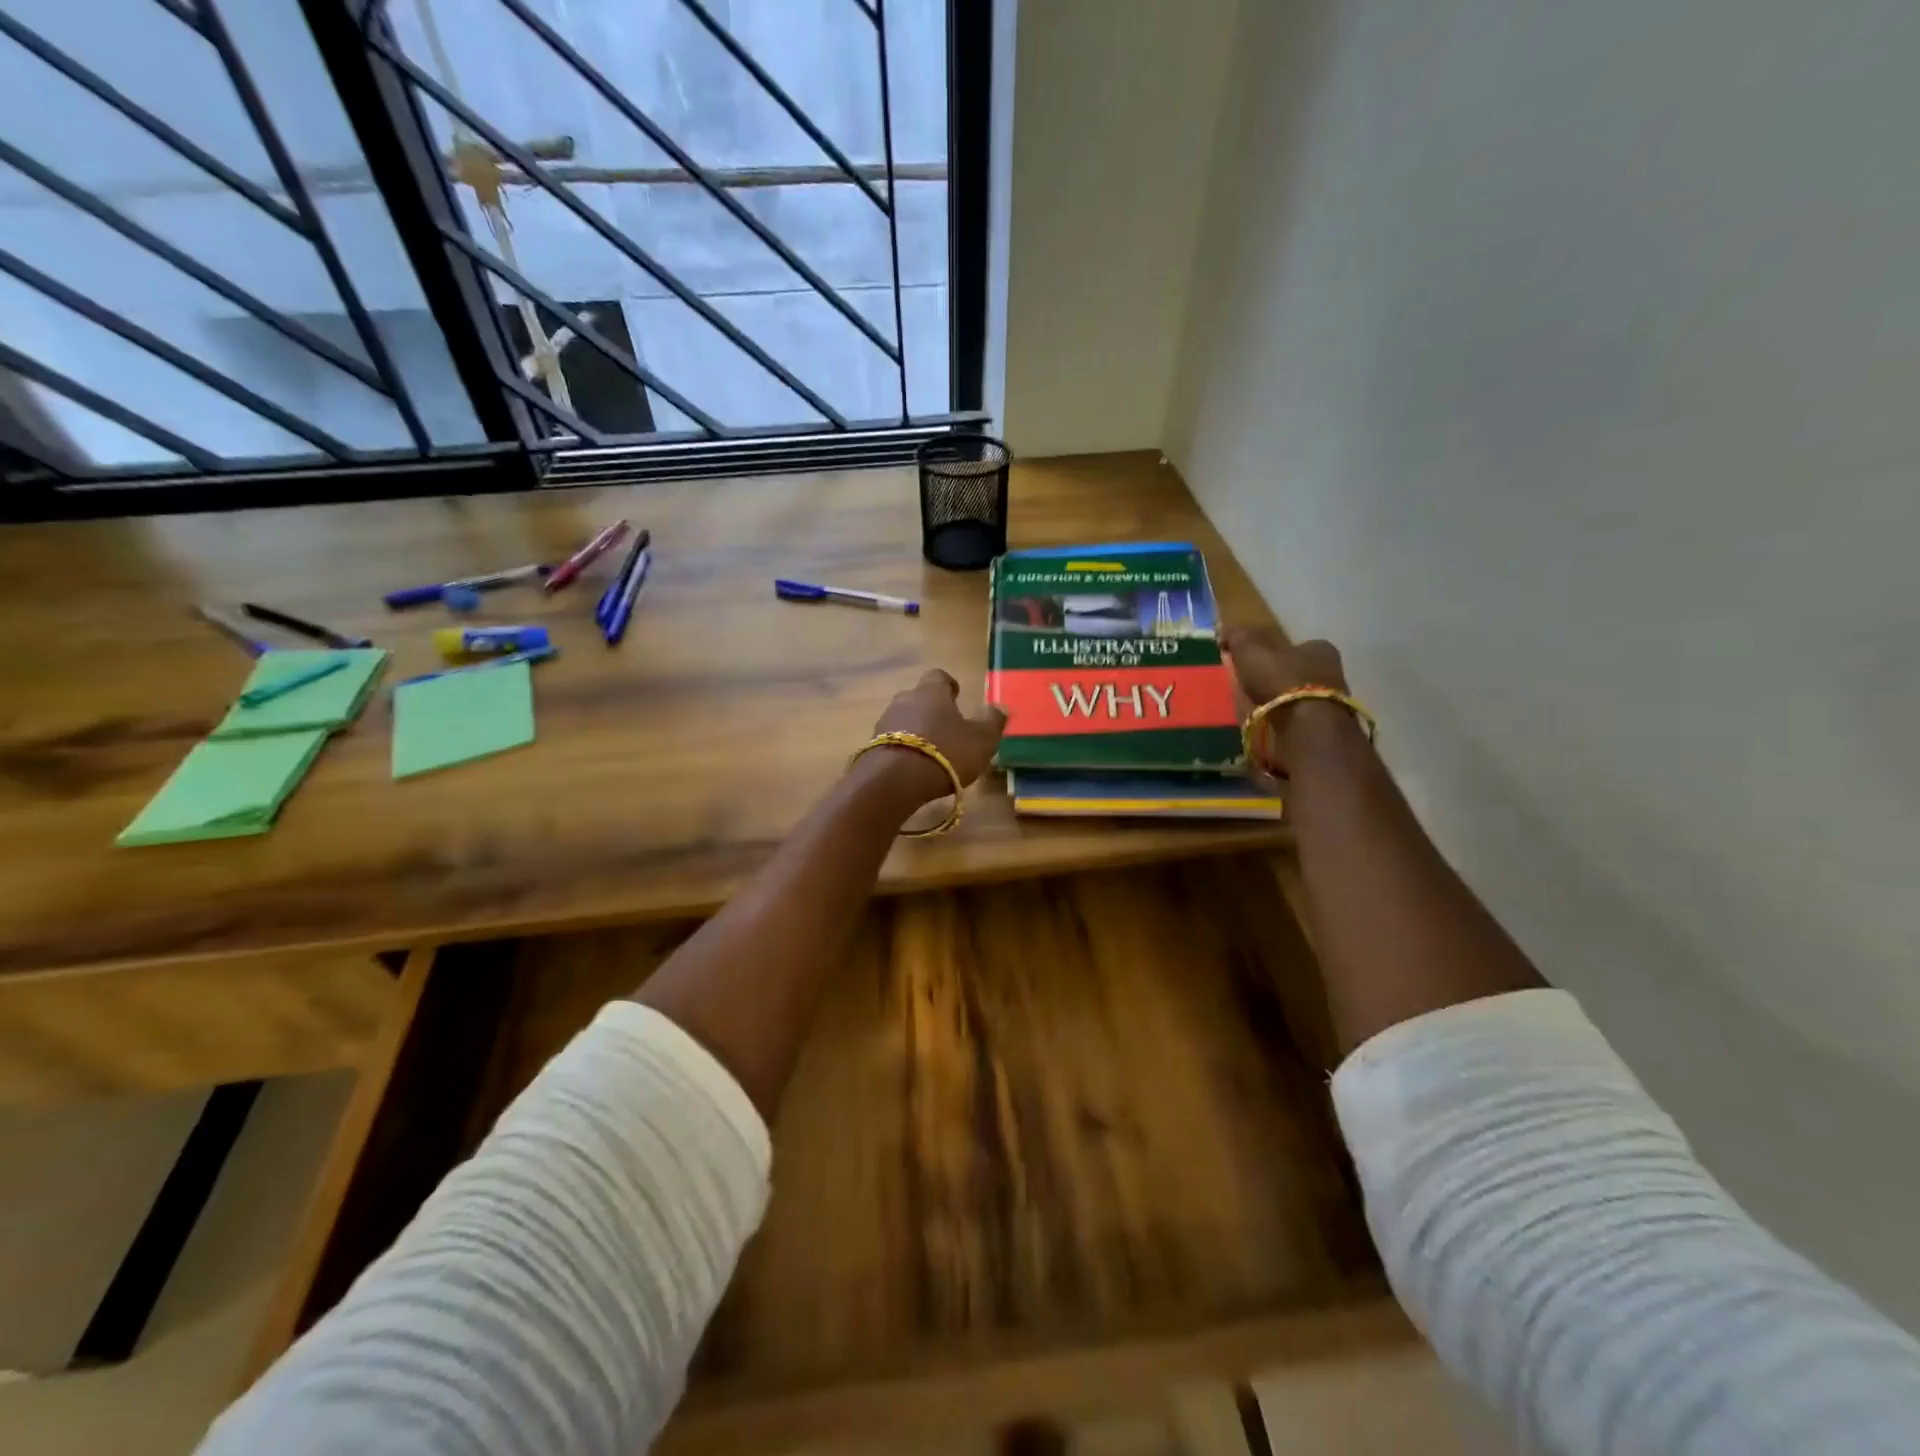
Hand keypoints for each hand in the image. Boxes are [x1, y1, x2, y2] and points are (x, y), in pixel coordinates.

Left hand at [855, 669, 1007, 809]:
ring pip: (903, 719)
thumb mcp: (981, 740)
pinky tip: (913, 765)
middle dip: (931, 709)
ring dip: (915, 730)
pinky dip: (903, 748)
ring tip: (930, 750)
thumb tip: (1000, 705)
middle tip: (946, 727)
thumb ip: (992, 721)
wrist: (894, 780)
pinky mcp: (872, 745)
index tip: (957, 696)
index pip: (939, 676)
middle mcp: (904, 699)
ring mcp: (884, 722)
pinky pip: (892, 740)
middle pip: (918, 697)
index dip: (949, 685)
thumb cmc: (945, 752)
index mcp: (931, 691)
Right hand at [1221, 627, 1354, 773]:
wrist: (1304, 726)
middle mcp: (1333, 672)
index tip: (1255, 661)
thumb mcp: (1251, 650)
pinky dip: (1284, 722)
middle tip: (1253, 686)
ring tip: (1256, 709)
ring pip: (1301, 697)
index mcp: (1320, 649)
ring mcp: (1332, 703)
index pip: (1299, 645)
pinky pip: (1299, 721)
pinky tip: (1267, 726)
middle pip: (1301, 671)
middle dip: (1279, 678)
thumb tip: (1225, 630)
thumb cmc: (1280, 680)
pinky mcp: (1324, 729)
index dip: (1276, 652)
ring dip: (1281, 702)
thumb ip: (1239, 637)